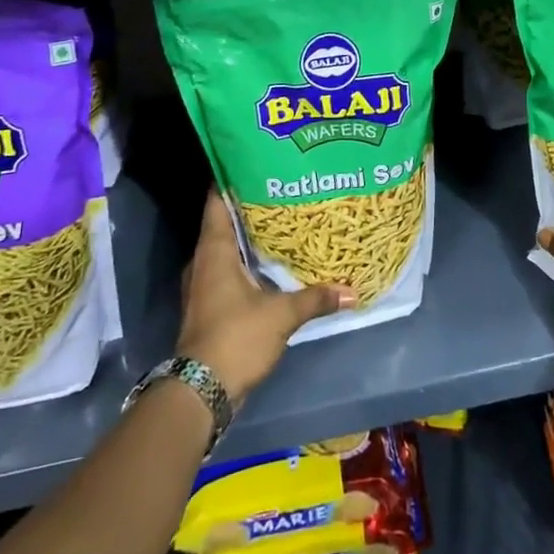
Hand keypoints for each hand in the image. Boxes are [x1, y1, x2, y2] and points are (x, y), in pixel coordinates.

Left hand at [177, 186, 352, 401]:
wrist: (201, 392)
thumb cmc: (236, 338)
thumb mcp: (281, 315)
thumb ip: (316, 298)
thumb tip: (352, 291)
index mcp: (213, 251)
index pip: (216, 201)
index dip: (231, 178)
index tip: (256, 161)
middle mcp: (203, 262)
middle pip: (223, 222)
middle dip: (250, 206)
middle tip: (282, 188)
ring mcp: (203, 285)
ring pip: (226, 248)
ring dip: (249, 236)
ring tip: (282, 220)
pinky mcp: (209, 306)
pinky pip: (228, 270)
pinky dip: (248, 262)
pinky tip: (273, 262)